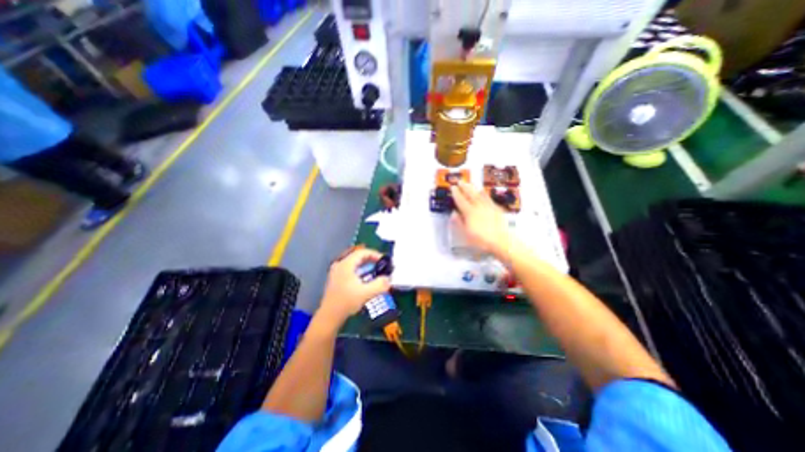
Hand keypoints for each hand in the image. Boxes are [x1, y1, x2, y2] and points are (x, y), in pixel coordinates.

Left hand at [317, 249, 391, 329]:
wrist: (329, 316)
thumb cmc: (347, 302)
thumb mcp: (366, 293)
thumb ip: (380, 285)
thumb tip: (388, 279)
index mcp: (346, 264)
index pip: (362, 252)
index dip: (375, 254)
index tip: (384, 261)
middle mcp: (340, 265)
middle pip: (358, 256)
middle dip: (371, 260)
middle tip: (381, 265)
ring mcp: (336, 272)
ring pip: (354, 263)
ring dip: (366, 266)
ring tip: (375, 271)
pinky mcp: (336, 279)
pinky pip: (350, 269)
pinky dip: (360, 271)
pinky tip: (365, 279)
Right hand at [451, 179, 511, 256]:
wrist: (501, 241)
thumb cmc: (481, 240)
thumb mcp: (465, 234)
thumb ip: (459, 222)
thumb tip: (453, 213)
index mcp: (469, 212)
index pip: (461, 200)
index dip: (456, 193)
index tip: (452, 187)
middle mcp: (478, 207)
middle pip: (470, 194)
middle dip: (464, 187)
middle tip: (460, 181)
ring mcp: (488, 206)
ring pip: (479, 194)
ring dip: (473, 188)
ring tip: (469, 183)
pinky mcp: (496, 209)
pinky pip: (488, 198)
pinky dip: (484, 193)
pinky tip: (482, 191)